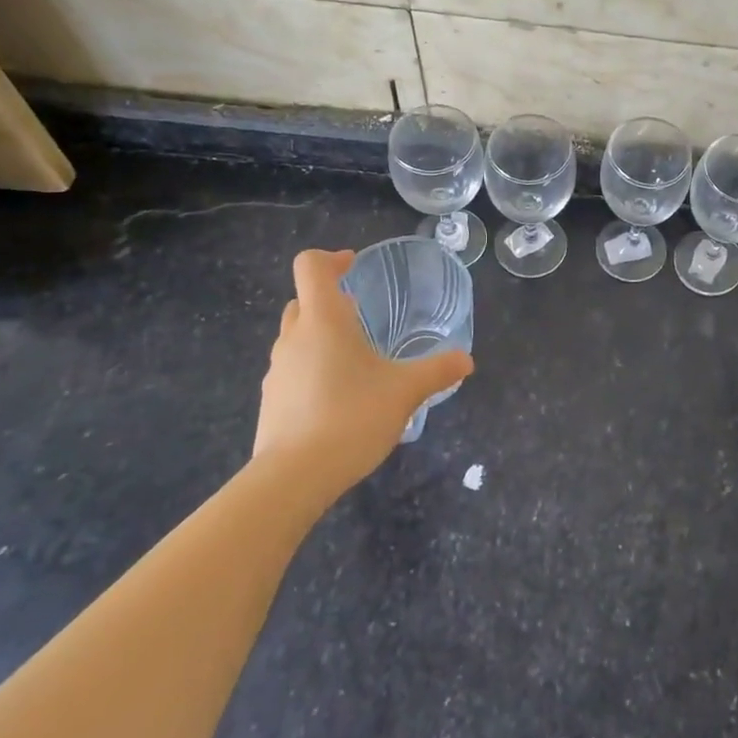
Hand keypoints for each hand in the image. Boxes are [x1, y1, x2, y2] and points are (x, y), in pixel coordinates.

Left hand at [255, 249, 473, 488]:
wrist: (292, 478)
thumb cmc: (351, 417)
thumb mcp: (405, 391)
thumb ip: (437, 371)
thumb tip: (466, 359)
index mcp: (323, 320)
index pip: (311, 267)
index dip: (331, 259)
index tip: (353, 266)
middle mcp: (293, 338)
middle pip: (302, 301)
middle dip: (329, 301)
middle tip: (360, 314)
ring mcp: (277, 371)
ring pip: (296, 338)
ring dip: (320, 337)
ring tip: (355, 360)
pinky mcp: (271, 402)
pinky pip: (292, 371)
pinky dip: (312, 370)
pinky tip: (338, 398)